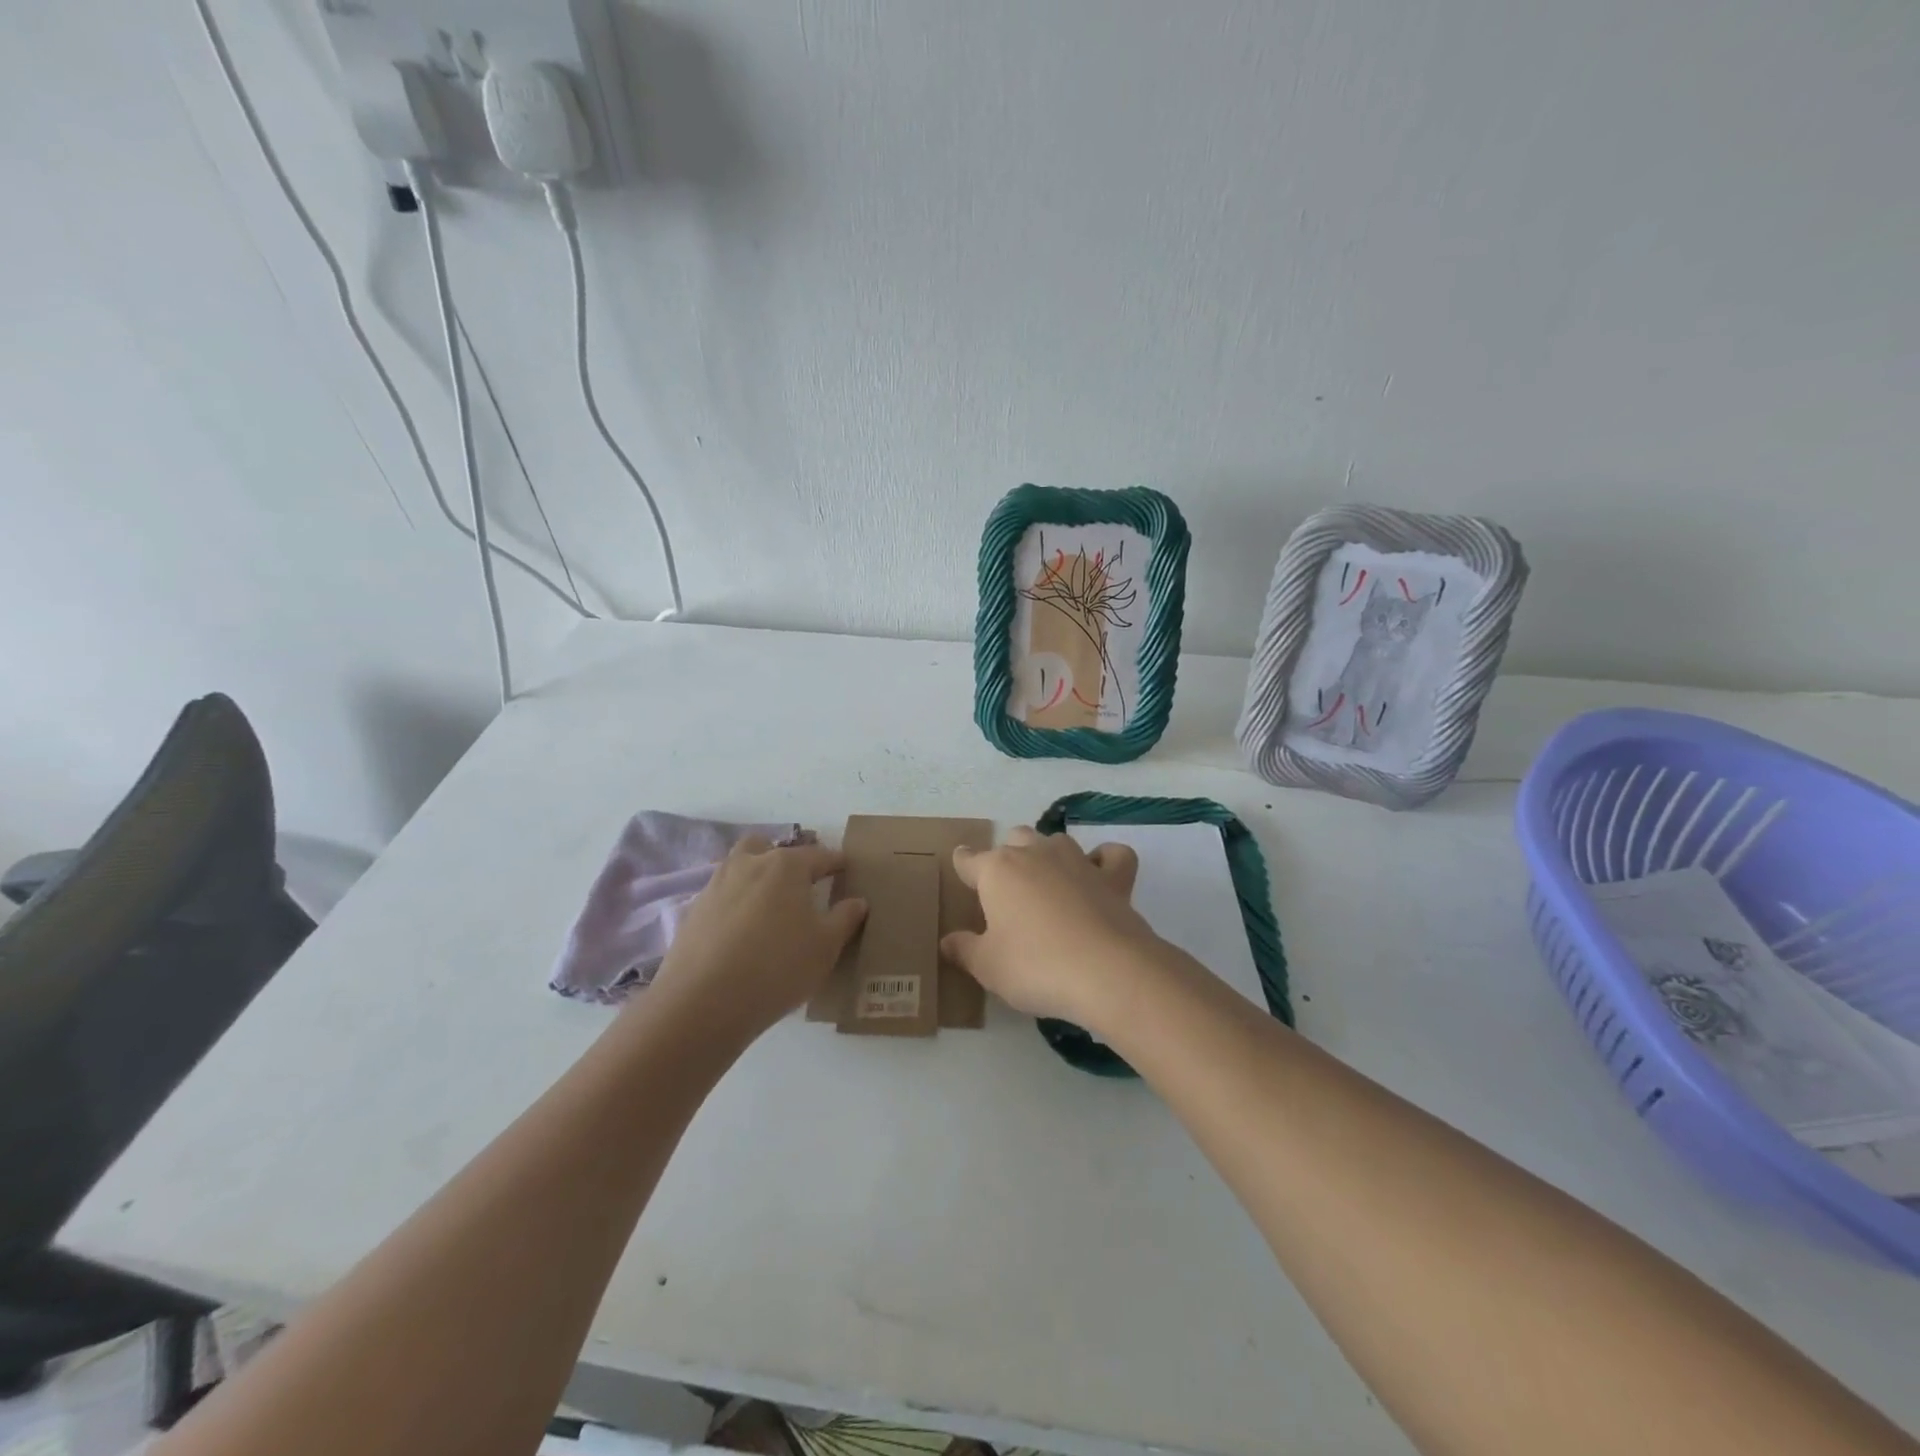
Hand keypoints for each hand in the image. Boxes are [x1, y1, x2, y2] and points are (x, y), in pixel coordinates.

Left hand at [646, 837, 866, 1042]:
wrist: (703, 1003)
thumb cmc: (777, 967)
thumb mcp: (826, 947)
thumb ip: (845, 918)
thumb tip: (857, 901)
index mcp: (785, 865)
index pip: (819, 855)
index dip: (836, 862)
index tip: (846, 868)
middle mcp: (748, 865)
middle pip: (769, 847)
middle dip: (785, 859)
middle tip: (800, 885)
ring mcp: (716, 886)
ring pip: (740, 867)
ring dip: (756, 878)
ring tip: (770, 908)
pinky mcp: (693, 912)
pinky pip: (722, 897)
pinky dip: (735, 905)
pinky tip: (743, 933)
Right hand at [940, 826, 1162, 1027]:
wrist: (1107, 972)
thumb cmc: (1035, 966)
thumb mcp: (988, 967)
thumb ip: (965, 950)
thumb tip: (947, 941)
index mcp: (997, 870)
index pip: (969, 860)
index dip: (963, 864)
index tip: (961, 866)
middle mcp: (1035, 854)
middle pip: (1014, 839)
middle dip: (1008, 855)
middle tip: (1007, 889)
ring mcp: (1077, 860)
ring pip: (1056, 840)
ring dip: (1048, 854)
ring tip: (1047, 882)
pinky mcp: (1113, 877)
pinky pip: (1110, 855)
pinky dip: (1104, 860)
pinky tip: (1099, 875)